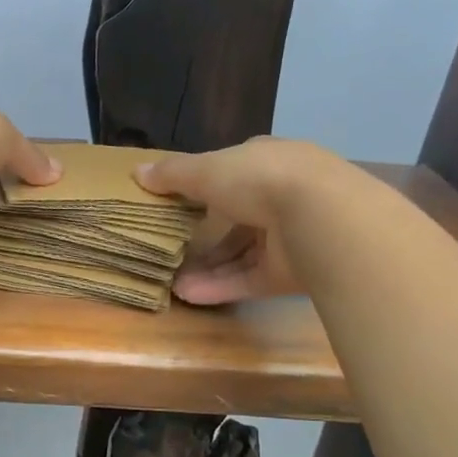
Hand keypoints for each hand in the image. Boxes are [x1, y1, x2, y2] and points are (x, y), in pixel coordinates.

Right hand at [134, 137, 330, 305]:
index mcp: (267, 161)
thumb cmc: (259, 180)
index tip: (177, 199)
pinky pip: (249, 279)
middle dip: (203, 233)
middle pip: (236, 217)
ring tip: (171, 281)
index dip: (205, 183)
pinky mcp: (291, 273)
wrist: (320, 218)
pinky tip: (188, 295)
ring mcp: (289, 236)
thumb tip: (136, 173)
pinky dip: (220, 286)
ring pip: (242, 253)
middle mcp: (281, 196)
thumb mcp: (206, 169)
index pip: (234, 171)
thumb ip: (173, 174)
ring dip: (207, 266)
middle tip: (168, 247)